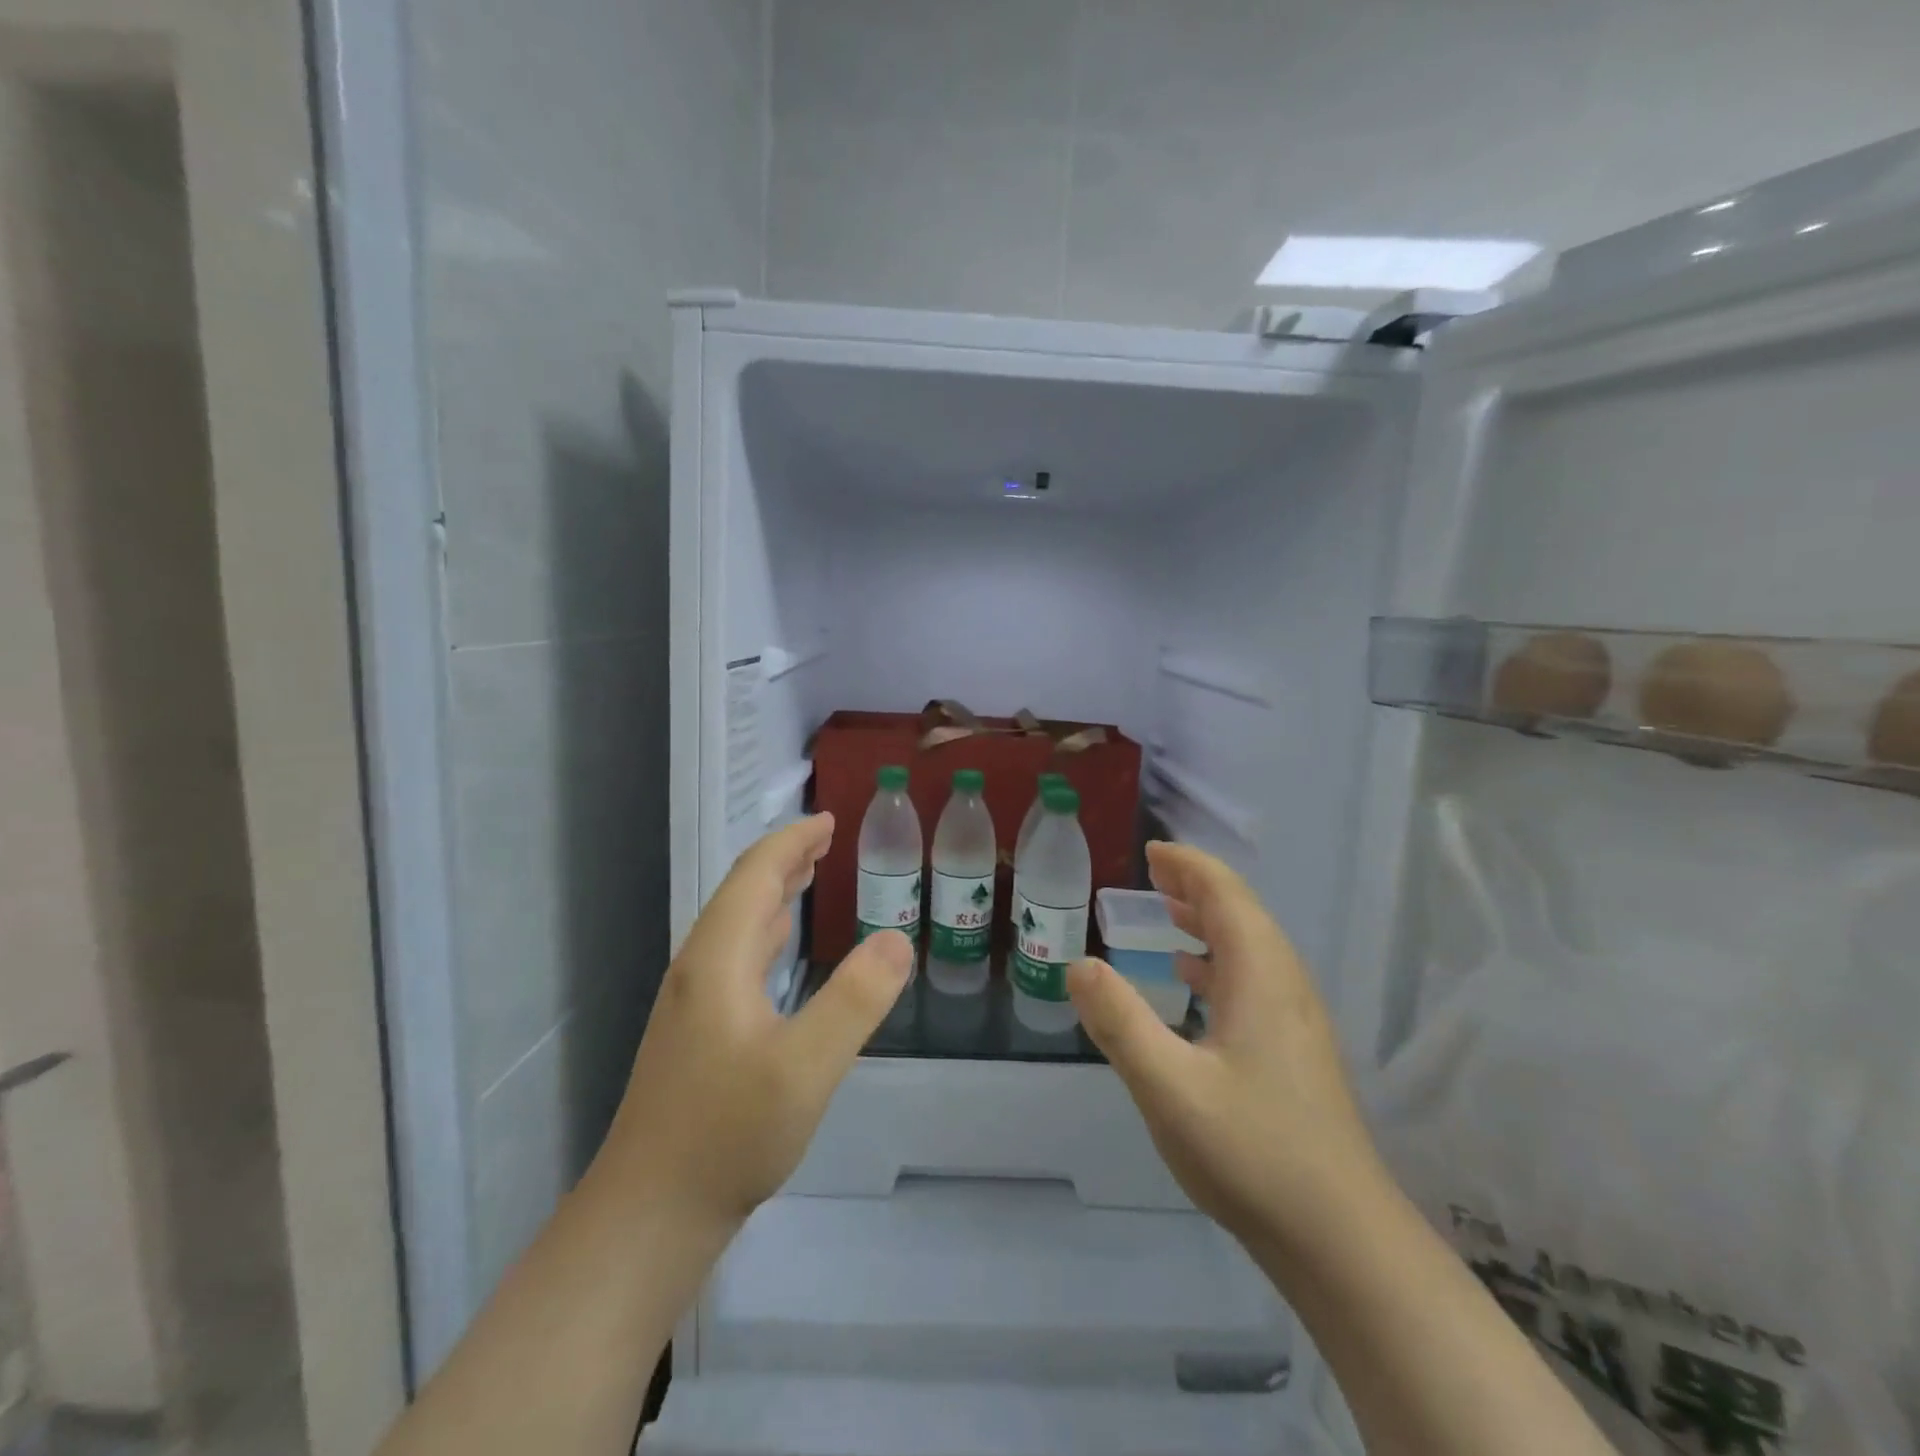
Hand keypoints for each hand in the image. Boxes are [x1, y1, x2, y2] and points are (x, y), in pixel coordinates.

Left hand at [604, 814, 912, 1228]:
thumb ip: (855, 1000)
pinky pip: (735, 955)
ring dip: (773, 893)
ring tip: (808, 876)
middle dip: (784, 860)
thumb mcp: (805, 1068)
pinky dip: (764, 930)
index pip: (754, 876)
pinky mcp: (696, 1033)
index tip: (828, 821)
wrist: (649, 1215)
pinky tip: (777, 946)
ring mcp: (693, 1003)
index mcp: (718, 960)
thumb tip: (897, 938)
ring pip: (735, 925)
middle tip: (826, 840)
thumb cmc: (727, 1135)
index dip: (791, 843)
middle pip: (741, 894)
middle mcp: (699, 969)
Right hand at [1067, 842, 1389, 1254]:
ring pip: (1251, 948)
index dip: (1189, 866)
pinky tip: (1194, 982)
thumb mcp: (1169, 1087)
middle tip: (1151, 875)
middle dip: (1197, 887)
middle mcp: (1285, 986)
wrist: (1343, 1242)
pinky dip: (1218, 961)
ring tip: (1168, 913)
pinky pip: (1254, 980)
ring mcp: (1296, 1021)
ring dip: (1210, 921)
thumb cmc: (1253, 1153)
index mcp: (1261, 977)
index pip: (1226, 895)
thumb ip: (1120, 1022)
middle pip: (1243, 914)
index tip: (1151, 852)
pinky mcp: (1296, 1052)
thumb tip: (1078, 964)